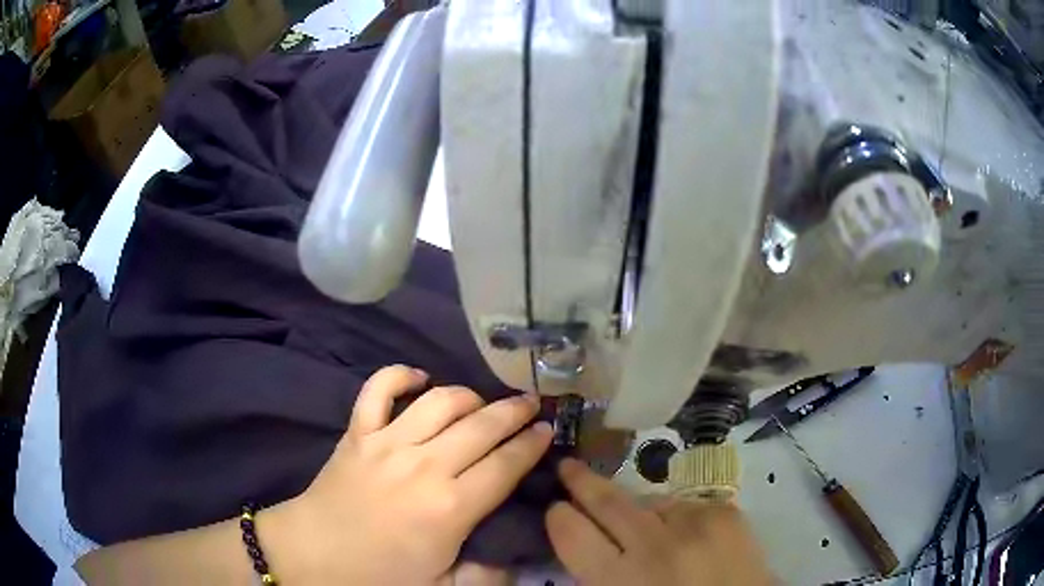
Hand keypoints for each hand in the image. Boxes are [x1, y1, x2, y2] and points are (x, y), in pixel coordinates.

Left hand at [265, 365, 552, 583]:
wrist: (313, 554)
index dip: (533, 444)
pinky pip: (379, 388)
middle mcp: (425, 466)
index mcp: (451, 508)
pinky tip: (419, 378)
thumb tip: (513, 555)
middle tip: (531, 404)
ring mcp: (387, 443)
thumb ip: (486, 574)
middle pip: (482, 426)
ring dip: (469, 395)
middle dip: (514, 411)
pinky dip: (401, 375)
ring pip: (440, 401)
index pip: (506, 465)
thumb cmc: (378, 575)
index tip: (549, 430)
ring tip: (483, 402)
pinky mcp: (358, 432)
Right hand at [545, 459, 773, 585]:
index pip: (571, 532)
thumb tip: (583, 544)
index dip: (559, 516)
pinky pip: (684, 504)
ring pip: (648, 500)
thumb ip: (598, 576)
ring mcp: (694, 522)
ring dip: (639, 510)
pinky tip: (685, 536)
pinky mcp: (724, 511)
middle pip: (607, 501)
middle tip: (567, 466)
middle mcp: (654, 545)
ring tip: (647, 528)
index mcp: (620, 579)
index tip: (556, 508)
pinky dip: (678, 517)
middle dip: (581, 481)